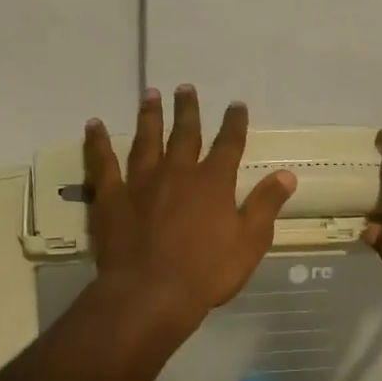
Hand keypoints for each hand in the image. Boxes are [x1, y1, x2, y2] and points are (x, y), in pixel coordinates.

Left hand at [85, 86, 296, 343]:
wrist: (151, 294)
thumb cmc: (207, 272)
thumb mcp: (250, 242)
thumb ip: (265, 204)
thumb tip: (286, 174)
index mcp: (213, 182)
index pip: (228, 144)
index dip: (234, 123)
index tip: (236, 105)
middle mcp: (178, 172)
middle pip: (185, 133)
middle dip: (187, 110)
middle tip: (185, 87)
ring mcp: (141, 182)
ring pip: (146, 140)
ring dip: (149, 116)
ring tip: (150, 94)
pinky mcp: (111, 197)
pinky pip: (103, 163)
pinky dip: (98, 142)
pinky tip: (94, 125)